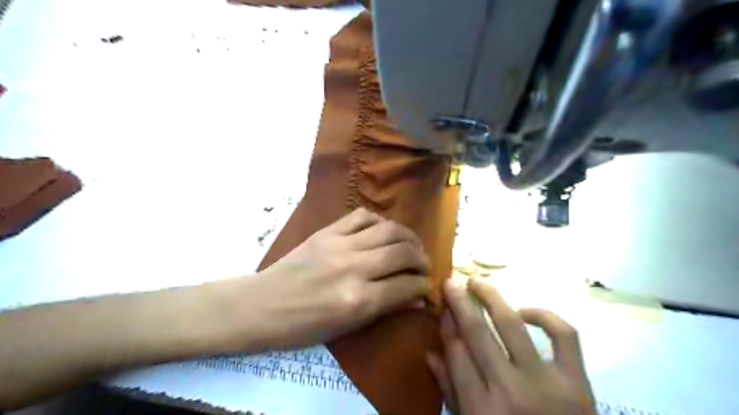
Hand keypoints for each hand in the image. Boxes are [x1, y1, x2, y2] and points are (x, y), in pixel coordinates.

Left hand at [230, 208, 427, 348]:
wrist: (260, 305)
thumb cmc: (302, 327)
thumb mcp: (346, 328)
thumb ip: (384, 308)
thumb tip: (416, 298)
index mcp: (358, 300)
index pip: (407, 285)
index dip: (423, 286)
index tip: (426, 287)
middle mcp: (354, 268)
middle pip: (403, 252)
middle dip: (422, 259)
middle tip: (423, 266)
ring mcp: (339, 244)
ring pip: (389, 229)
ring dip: (408, 237)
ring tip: (411, 246)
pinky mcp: (327, 231)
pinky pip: (362, 216)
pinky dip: (380, 222)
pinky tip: (383, 231)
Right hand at [428, 279, 592, 414]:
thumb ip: (451, 393)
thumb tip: (430, 354)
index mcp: (480, 408)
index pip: (456, 350)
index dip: (447, 323)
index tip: (444, 307)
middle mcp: (509, 389)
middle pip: (476, 331)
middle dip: (459, 301)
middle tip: (452, 282)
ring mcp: (545, 382)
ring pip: (510, 324)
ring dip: (490, 296)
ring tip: (477, 281)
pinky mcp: (577, 381)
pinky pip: (563, 335)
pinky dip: (545, 316)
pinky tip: (525, 311)